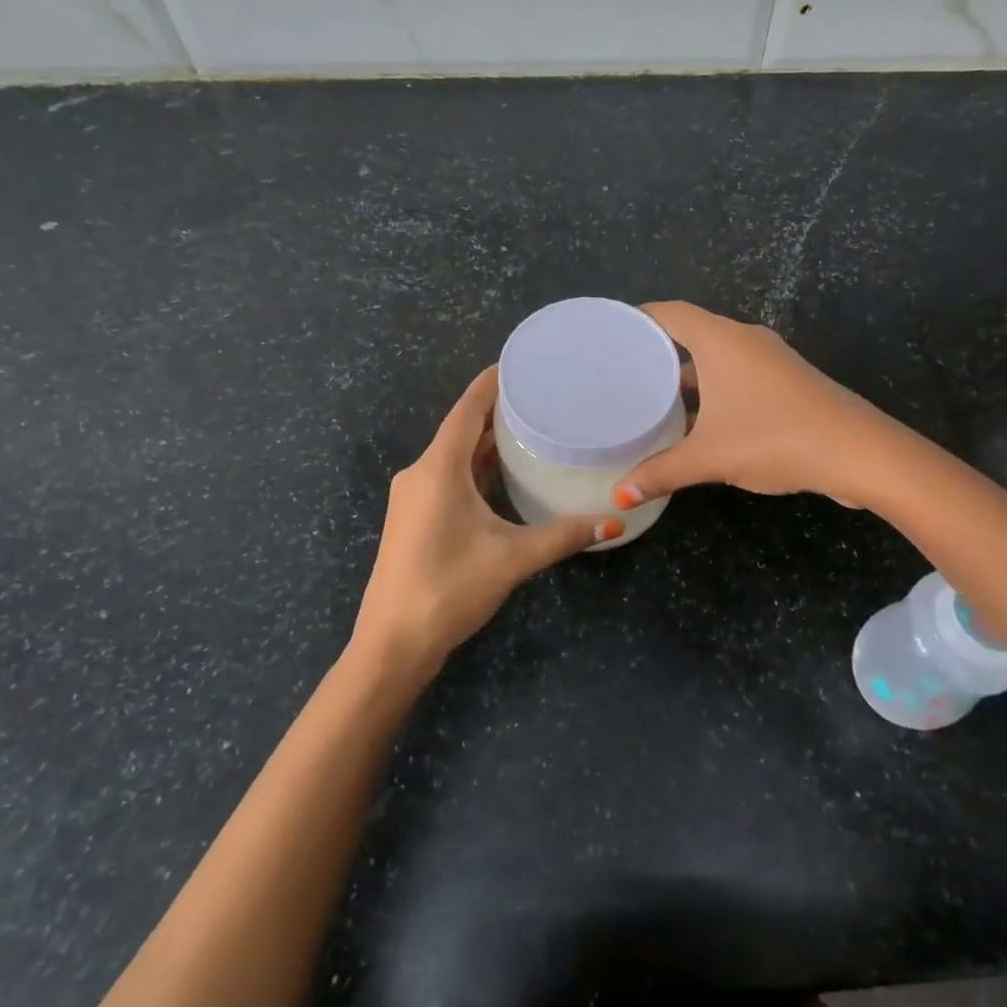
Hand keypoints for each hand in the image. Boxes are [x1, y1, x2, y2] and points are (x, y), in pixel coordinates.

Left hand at [352, 367, 618, 674]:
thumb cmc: (448, 589)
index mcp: (438, 469)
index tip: (522, 363)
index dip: (493, 383)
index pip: (467, 409)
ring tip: (531, 427)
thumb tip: (614, 522)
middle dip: (498, 411)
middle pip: (461, 428)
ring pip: (454, 455)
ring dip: (487, 441)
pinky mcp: (414, 518)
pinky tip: (504, 472)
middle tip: (542, 396)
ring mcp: (413, 497)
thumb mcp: (512, 559)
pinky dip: (476, 467)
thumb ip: (563, 536)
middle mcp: (420, 473)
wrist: (392, 644)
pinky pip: (449, 476)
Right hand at [613, 302, 900, 508]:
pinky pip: (738, 374)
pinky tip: (698, 421)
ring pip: (717, 358)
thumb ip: (661, 472)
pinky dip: (713, 390)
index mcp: (721, 341)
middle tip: (623, 372)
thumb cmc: (774, 438)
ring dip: (688, 376)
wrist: (857, 451)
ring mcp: (770, 360)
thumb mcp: (710, 457)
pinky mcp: (787, 381)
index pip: (671, 313)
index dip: (639, 318)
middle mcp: (745, 340)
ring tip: (652, 399)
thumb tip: (619, 496)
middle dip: (659, 352)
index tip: (610, 334)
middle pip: (692, 334)